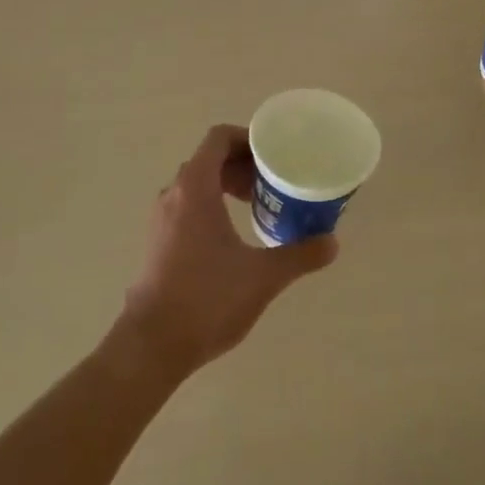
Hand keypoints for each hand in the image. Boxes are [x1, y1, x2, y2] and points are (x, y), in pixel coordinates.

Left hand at [120, 125, 337, 376]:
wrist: (151, 346)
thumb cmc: (207, 299)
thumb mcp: (263, 276)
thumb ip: (300, 255)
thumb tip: (332, 243)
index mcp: (195, 188)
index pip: (218, 138)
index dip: (248, 138)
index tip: (274, 154)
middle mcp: (174, 195)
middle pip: (209, 159)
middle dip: (243, 164)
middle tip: (273, 182)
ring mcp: (161, 220)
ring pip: (197, 184)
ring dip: (227, 185)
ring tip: (258, 205)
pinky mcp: (158, 243)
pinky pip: (187, 206)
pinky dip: (212, 205)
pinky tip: (234, 235)